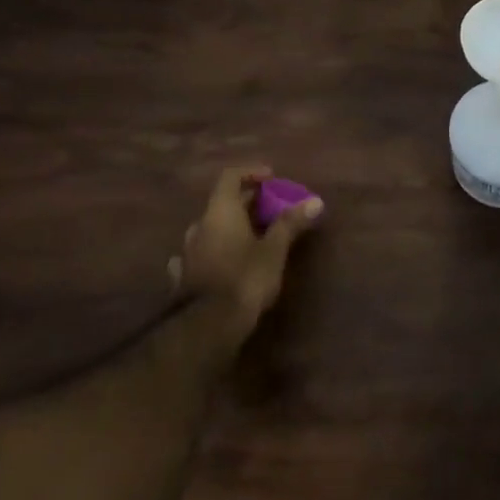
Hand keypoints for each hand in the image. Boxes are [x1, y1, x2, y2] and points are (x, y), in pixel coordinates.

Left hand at [166, 166, 322, 343]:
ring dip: (230, 228)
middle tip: (272, 209)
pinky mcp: (183, 278)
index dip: (251, 172)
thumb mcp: (274, 250)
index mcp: (220, 211)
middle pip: (223, 203)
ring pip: (211, 229)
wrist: (206, 328)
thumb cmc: (244, 278)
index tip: (271, 178)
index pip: (231, 176)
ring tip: (252, 236)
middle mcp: (200, 225)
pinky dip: (214, 251)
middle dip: (248, 203)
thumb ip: (290, 223)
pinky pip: (200, 254)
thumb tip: (315, 201)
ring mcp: (188, 252)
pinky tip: (220, 262)